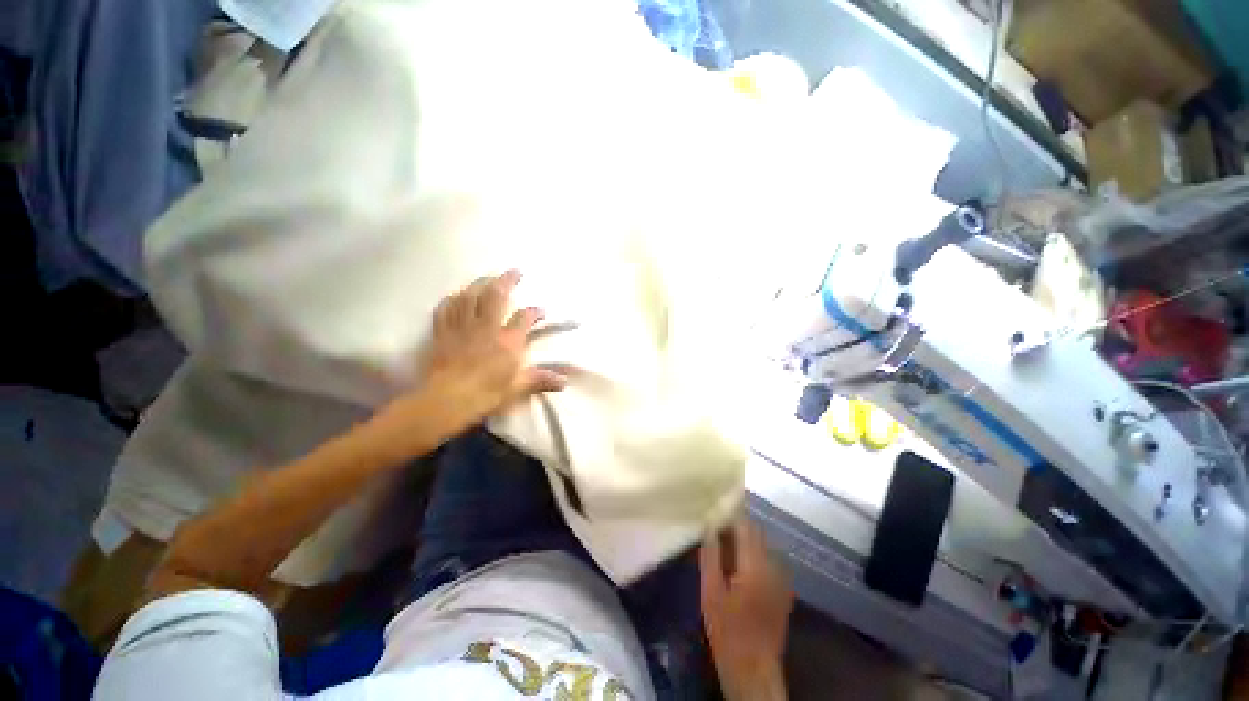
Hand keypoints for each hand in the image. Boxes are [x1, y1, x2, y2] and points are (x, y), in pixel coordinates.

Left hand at [418, 270, 567, 424]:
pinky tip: (456, 295)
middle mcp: (486, 327)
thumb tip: (565, 381)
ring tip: (488, 277)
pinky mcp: (443, 332)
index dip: (535, 312)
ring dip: (480, 283)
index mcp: (508, 341)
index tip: (541, 310)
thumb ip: (540, 379)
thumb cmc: (486, 395)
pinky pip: (446, 308)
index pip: (524, 318)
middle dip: (507, 280)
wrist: (446, 401)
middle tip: (515, 271)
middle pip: (496, 296)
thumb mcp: (517, 388)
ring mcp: (462, 327)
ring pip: (470, 296)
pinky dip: (452, 299)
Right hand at [701, 517, 792, 700]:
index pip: (745, 525)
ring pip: (762, 544)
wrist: (753, 667)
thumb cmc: (727, 631)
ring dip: (745, 539)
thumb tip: (710, 528)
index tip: (713, 513)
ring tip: (725, 547)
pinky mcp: (782, 588)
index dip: (729, 515)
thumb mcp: (711, 592)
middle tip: (715, 530)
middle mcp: (773, 565)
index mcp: (755, 565)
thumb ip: (711, 556)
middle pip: (756, 532)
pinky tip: (739, 565)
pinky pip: (768, 558)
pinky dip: (754, 554)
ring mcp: (781, 577)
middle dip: (736, 526)